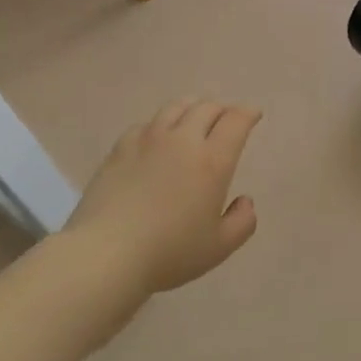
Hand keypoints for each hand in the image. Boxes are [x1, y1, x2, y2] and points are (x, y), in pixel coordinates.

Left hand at [67, 99, 262, 293]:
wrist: (107, 253)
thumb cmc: (170, 253)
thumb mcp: (220, 247)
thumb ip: (242, 222)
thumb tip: (244, 201)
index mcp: (212, 162)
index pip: (235, 122)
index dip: (248, 113)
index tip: (253, 114)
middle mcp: (182, 141)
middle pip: (206, 108)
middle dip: (222, 109)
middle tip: (226, 119)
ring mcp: (147, 140)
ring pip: (175, 108)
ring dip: (192, 108)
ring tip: (194, 117)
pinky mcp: (119, 148)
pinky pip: (146, 124)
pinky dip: (160, 124)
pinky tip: (157, 137)